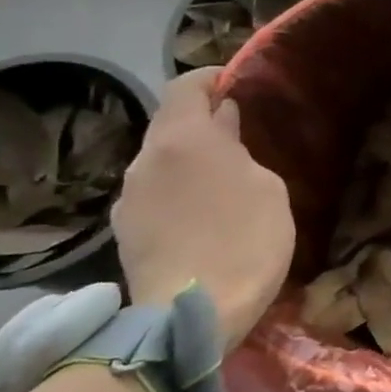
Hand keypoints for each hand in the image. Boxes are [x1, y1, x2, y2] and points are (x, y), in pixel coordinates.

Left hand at [113, 69, 293, 346]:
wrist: (193, 312)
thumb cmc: (246, 239)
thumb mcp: (266, 188)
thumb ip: (241, 150)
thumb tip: (223, 125)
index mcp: (183, 139)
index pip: (185, 86)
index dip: (210, 79)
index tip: (237, 84)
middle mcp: (146, 158)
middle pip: (170, 122)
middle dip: (201, 121)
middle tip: (238, 133)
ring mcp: (128, 195)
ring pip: (161, 160)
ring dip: (189, 159)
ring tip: (222, 178)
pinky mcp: (124, 229)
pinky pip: (154, 192)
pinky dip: (177, 189)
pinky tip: (201, 213)